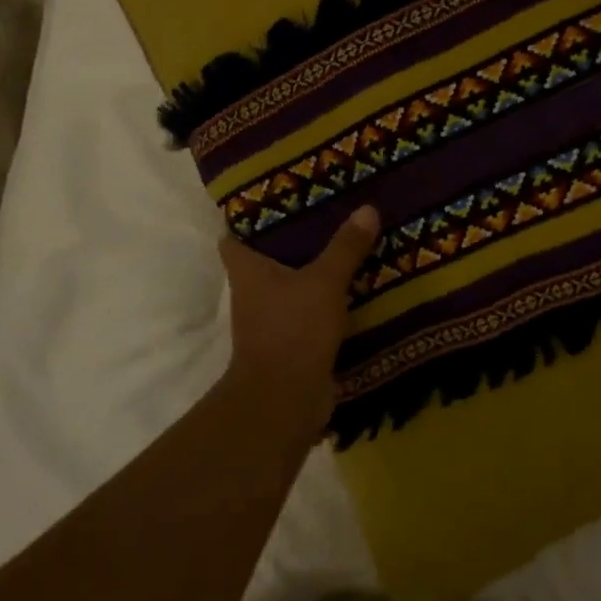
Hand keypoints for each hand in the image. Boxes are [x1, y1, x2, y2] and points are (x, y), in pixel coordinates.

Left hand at [217, 207, 380, 422]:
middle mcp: (252, 294)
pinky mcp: (292, 343)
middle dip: (292, 242)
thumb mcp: (325, 281)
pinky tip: (356, 287)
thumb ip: (346, 247)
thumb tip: (367, 208)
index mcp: (246, 271)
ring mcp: (270, 321)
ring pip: (291, 287)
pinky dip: (327, 301)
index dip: (249, 220)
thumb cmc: (293, 329)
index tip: (277, 201)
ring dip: (314, 272)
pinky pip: (310, 312)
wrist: (287, 399)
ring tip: (348, 246)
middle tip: (327, 216)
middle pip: (266, 260)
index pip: (233, 238)